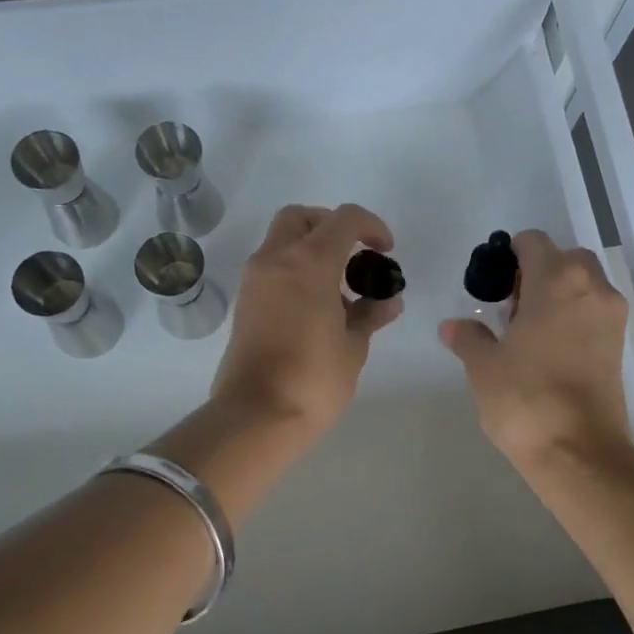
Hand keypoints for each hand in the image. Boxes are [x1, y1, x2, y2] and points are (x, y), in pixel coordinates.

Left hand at [211, 203, 403, 438]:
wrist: (256, 416)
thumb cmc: (313, 380)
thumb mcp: (353, 347)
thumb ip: (371, 314)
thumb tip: (388, 300)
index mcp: (309, 263)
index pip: (344, 219)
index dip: (372, 226)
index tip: (385, 251)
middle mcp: (276, 260)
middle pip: (302, 217)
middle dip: (331, 226)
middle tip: (354, 255)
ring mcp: (255, 280)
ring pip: (282, 240)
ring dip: (311, 249)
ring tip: (339, 290)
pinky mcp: (245, 303)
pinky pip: (272, 267)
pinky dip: (294, 270)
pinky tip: (317, 307)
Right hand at [440, 230, 632, 469]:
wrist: (578, 453)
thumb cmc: (525, 400)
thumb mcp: (484, 367)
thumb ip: (468, 338)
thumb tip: (452, 326)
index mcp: (557, 280)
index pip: (532, 242)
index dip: (508, 256)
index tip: (492, 285)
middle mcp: (592, 288)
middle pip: (564, 259)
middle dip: (537, 273)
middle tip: (510, 308)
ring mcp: (611, 317)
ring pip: (583, 285)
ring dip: (557, 294)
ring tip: (528, 331)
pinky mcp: (620, 345)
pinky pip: (594, 311)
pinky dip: (573, 316)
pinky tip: (548, 350)